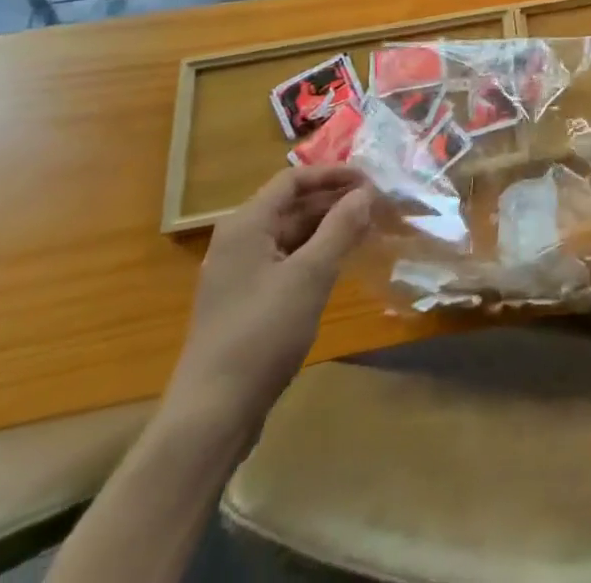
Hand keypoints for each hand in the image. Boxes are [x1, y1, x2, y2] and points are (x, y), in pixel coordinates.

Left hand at [167, 165, 375, 434]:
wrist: (212, 415)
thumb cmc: (262, 334)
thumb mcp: (310, 275)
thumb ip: (340, 228)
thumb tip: (365, 192)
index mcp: (246, 226)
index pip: (293, 180)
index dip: (334, 175)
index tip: (372, 181)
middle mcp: (239, 242)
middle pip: (292, 205)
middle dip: (335, 201)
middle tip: (378, 206)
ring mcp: (240, 275)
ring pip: (292, 235)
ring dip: (329, 228)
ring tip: (368, 230)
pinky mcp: (246, 303)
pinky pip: (287, 261)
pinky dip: (316, 255)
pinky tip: (342, 264)